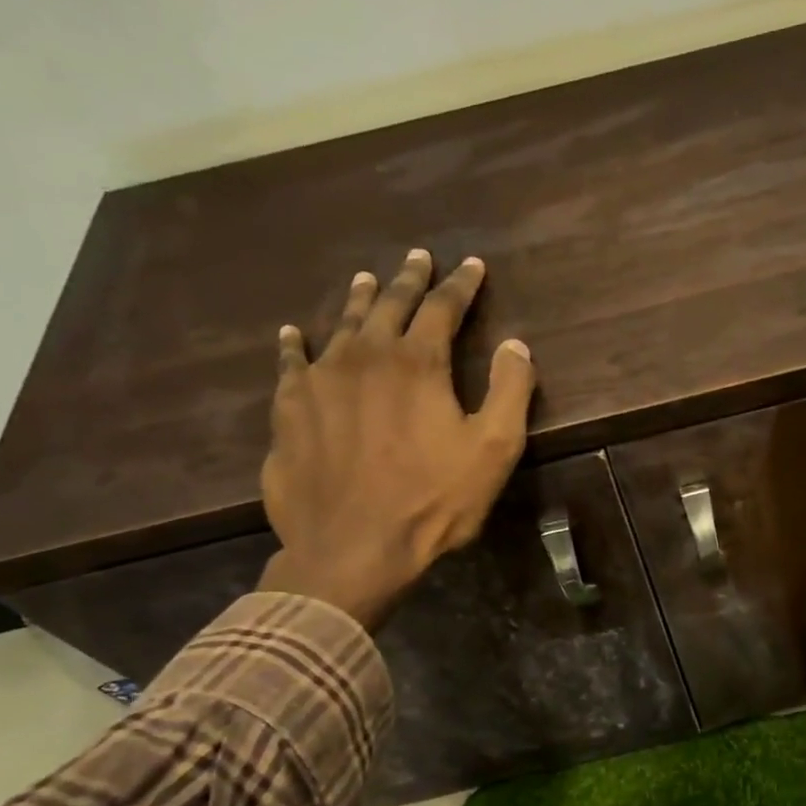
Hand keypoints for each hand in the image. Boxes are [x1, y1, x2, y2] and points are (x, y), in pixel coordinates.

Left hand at [257, 250, 535, 627]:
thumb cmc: (433, 502)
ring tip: (367, 280)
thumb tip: (516, 344)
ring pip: (342, 325)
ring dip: (360, 301)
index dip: (461, 285)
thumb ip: (510, 391)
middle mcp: (365, 356)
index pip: (443, 308)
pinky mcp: (289, 409)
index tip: (472, 266)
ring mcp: (320, 380)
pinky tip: (294, 334)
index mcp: (418, 363)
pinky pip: (291, 363)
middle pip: (390, 305)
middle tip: (418, 257)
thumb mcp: (494, 450)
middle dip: (409, 279)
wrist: (352, 547)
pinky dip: (296, 344)